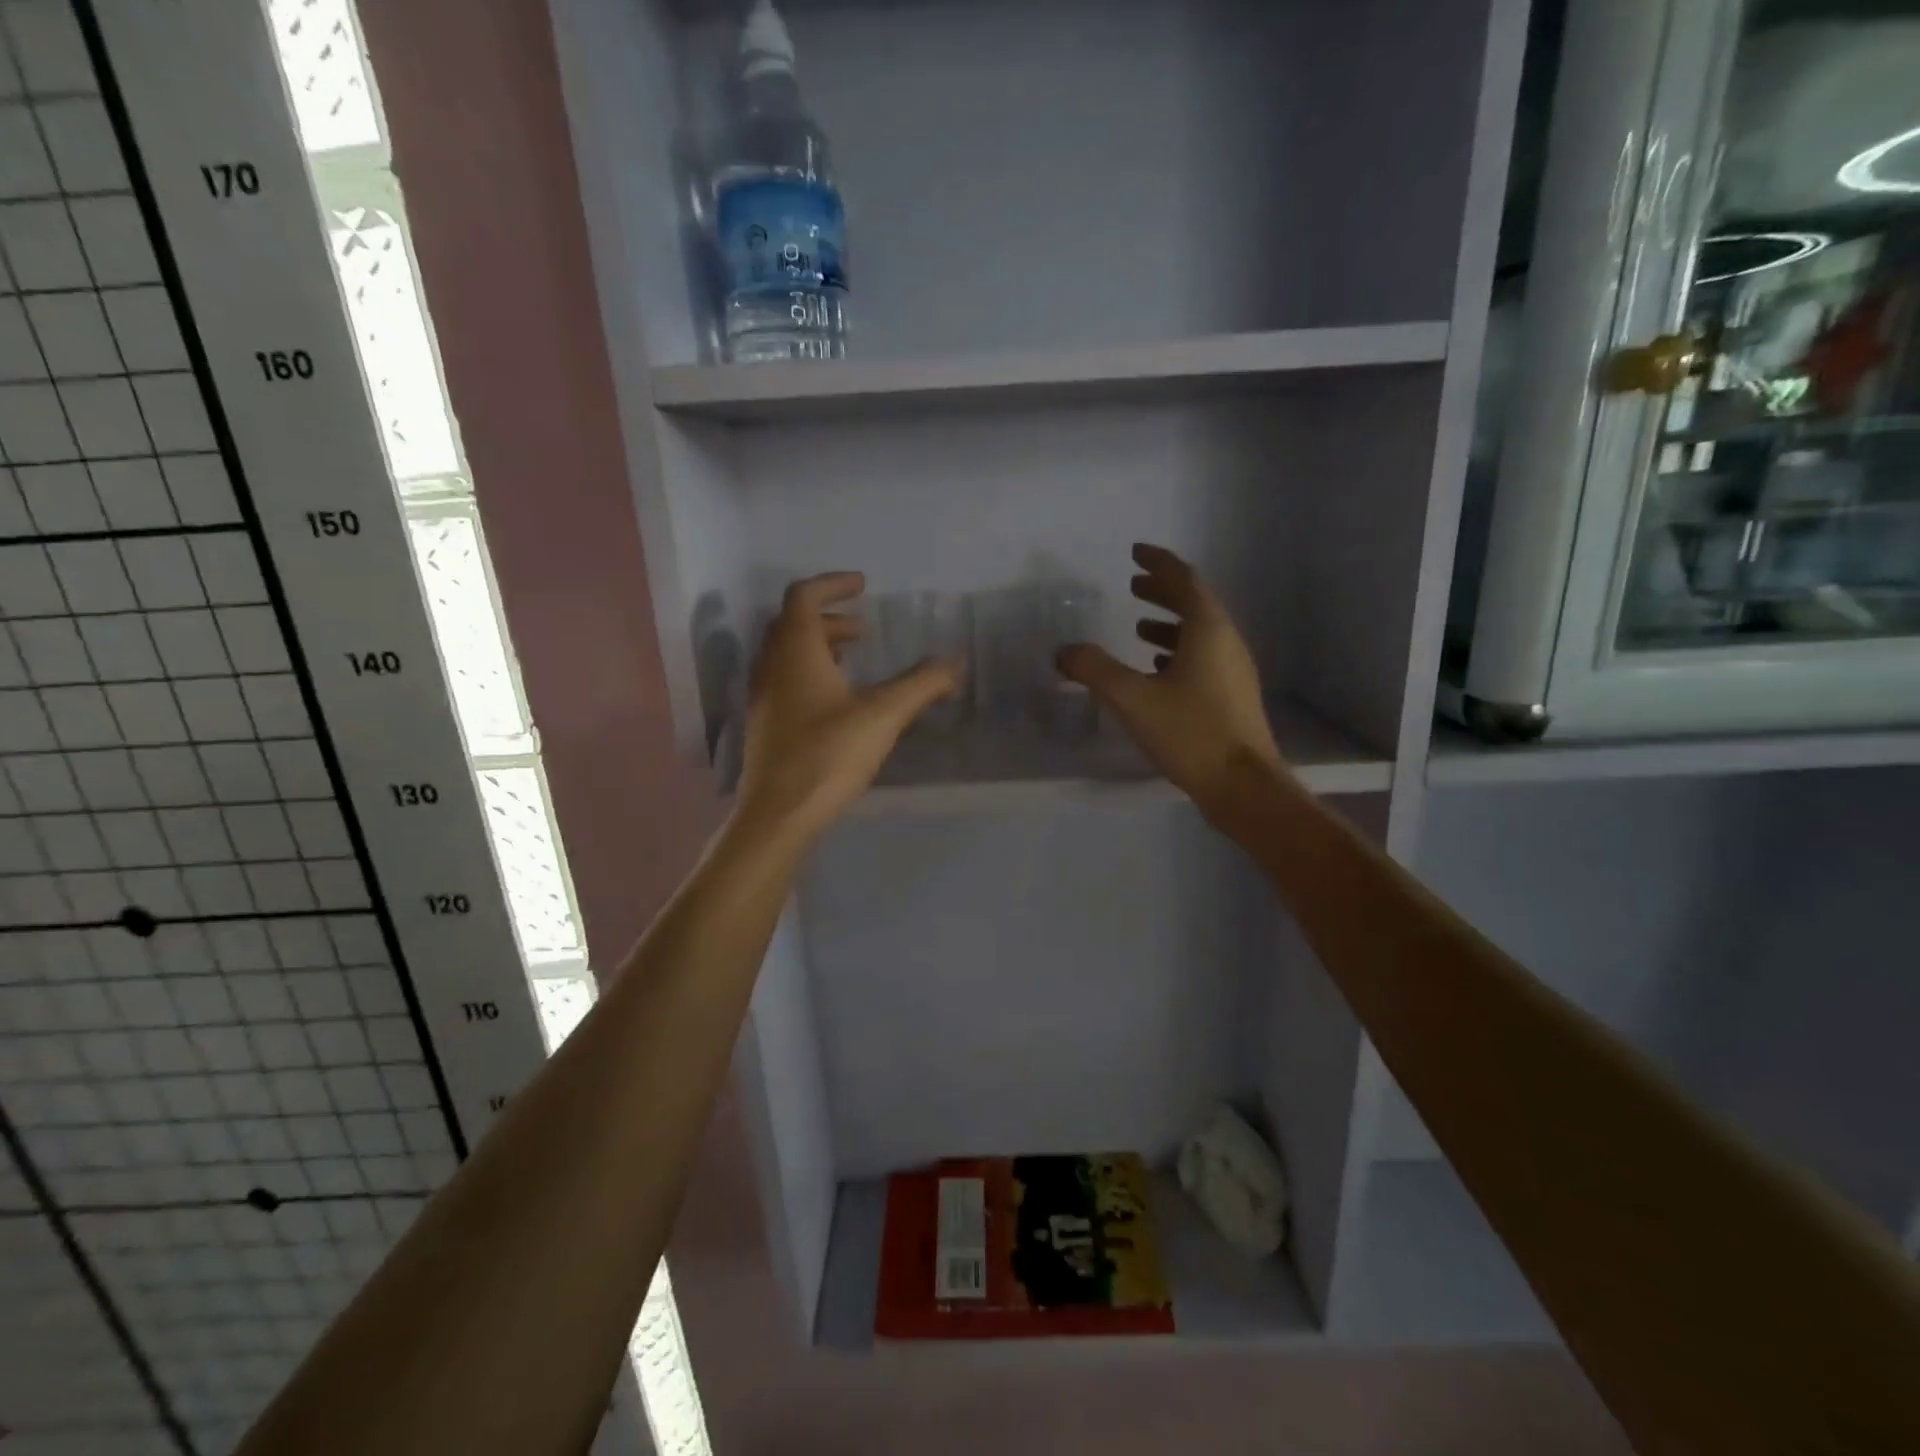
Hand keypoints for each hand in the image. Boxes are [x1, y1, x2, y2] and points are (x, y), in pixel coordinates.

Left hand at [738, 573, 962, 838]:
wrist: (779, 814)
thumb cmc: (828, 755)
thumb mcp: (883, 715)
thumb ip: (921, 684)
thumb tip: (956, 663)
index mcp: (795, 651)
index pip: (803, 596)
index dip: (833, 585)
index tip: (862, 585)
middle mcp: (772, 666)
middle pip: (792, 623)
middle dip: (828, 617)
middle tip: (863, 629)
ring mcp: (763, 696)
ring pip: (786, 653)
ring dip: (818, 646)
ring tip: (852, 661)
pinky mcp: (765, 724)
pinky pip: (784, 679)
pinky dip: (809, 672)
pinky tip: (836, 701)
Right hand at [1057, 544, 1284, 815]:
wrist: (1243, 786)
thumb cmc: (1190, 733)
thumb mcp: (1133, 699)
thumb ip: (1095, 670)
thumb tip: (1064, 652)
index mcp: (1208, 630)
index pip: (1184, 580)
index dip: (1159, 563)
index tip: (1137, 552)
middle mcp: (1226, 642)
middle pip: (1194, 604)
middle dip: (1163, 591)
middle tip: (1133, 585)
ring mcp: (1233, 671)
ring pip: (1199, 633)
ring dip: (1169, 624)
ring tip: (1139, 626)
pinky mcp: (1231, 697)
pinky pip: (1203, 658)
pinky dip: (1177, 652)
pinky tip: (1157, 670)